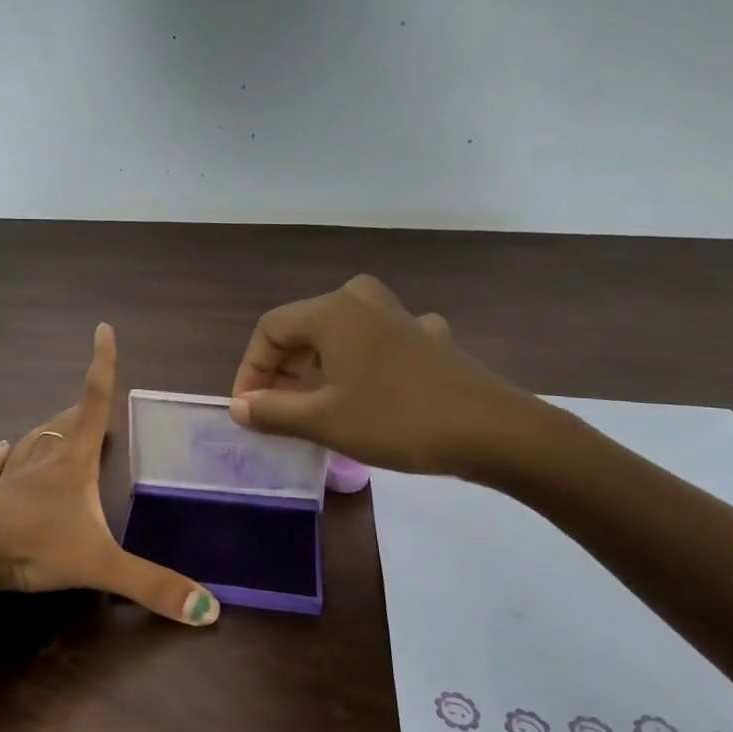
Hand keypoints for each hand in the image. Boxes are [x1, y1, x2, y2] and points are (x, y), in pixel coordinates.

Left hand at [0, 322, 220, 625]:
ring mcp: (8, 481)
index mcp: (73, 466)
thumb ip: (152, 586)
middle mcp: (42, 464)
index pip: (94, 405)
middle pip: (65, 426)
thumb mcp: (98, 565)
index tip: (103, 329)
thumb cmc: (31, 544)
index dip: (102, 366)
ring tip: (54, 422)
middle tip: (89, 400)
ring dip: (45, 432)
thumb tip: (211, 611)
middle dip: (80, 410)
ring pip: (31, 445)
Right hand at [228, 274, 550, 480]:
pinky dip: (360, 366)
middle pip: (303, 329)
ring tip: (313, 407)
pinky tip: (368, 390)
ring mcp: (399, 315)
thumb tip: (238, 407)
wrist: (494, 430)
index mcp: (332, 311)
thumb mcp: (324, 421)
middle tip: (277, 412)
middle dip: (282, 371)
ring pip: (339, 336)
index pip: (269, 330)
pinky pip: (377, 344)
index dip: (250, 369)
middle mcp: (362, 300)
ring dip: (318, 369)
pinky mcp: (427, 337)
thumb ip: (272, 411)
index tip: (250, 410)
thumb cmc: (397, 420)